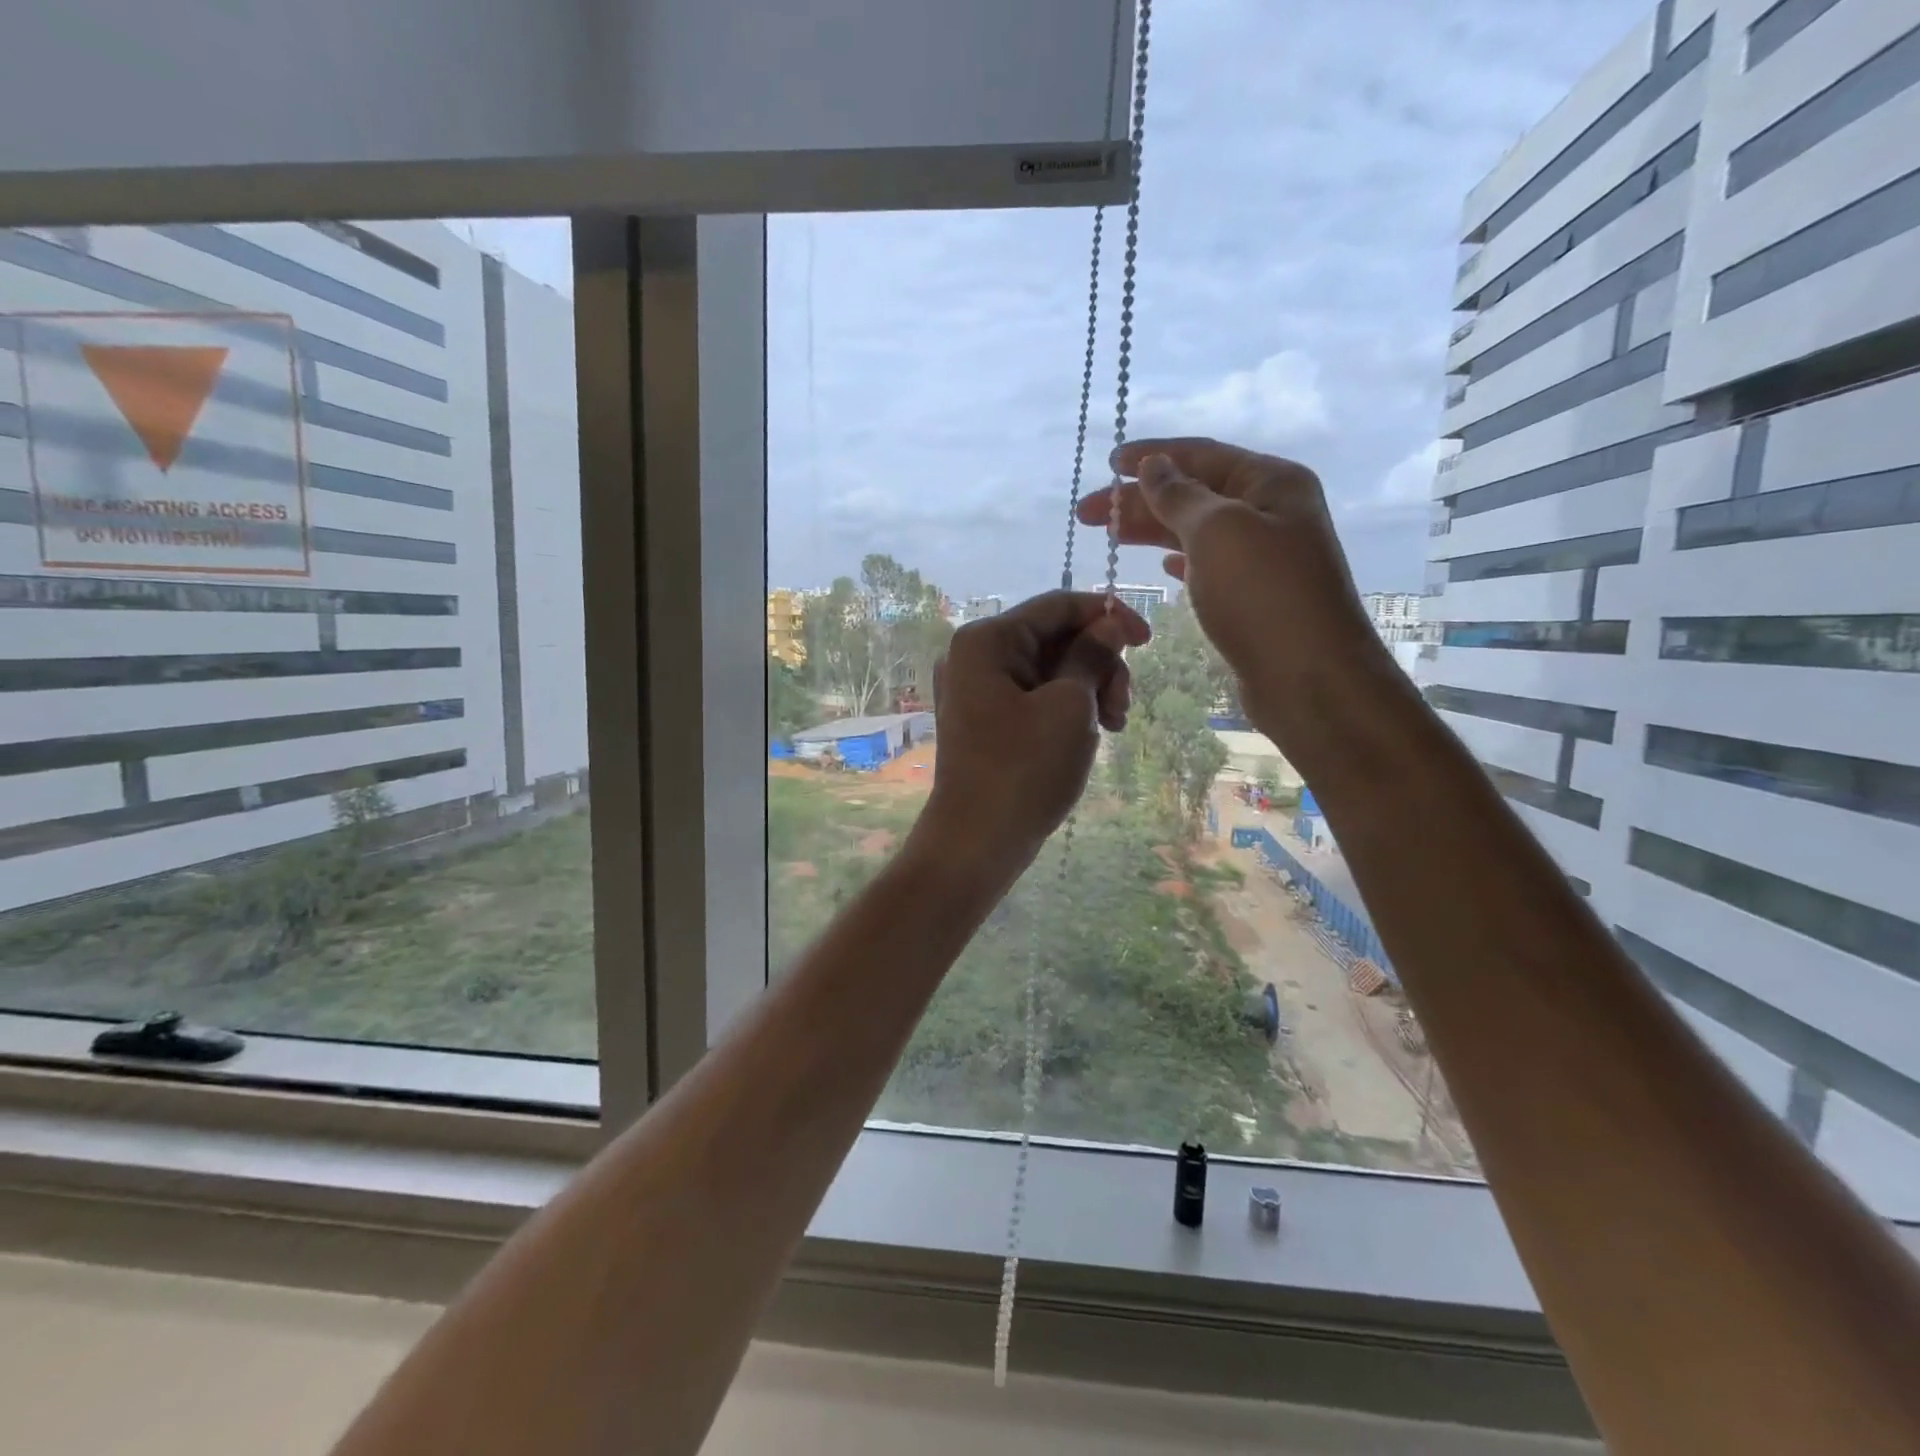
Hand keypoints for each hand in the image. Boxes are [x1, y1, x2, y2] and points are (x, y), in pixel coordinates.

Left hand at [916, 590, 1149, 869]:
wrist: (977, 842)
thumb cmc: (1025, 769)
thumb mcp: (1069, 706)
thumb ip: (1092, 655)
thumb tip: (1110, 623)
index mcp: (986, 640)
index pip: (1058, 605)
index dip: (1108, 616)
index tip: (1148, 641)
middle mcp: (974, 656)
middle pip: (1054, 637)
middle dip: (1099, 664)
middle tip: (1122, 708)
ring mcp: (976, 690)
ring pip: (1048, 669)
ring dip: (1088, 689)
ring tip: (1112, 727)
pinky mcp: (985, 720)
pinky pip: (1034, 696)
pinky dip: (1066, 708)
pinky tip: (1088, 735)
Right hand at [1076, 436, 1389, 744]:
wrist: (1309, 678)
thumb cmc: (1263, 595)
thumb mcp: (1217, 531)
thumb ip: (1180, 495)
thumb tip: (1154, 466)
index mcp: (1271, 482)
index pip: (1202, 455)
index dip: (1152, 455)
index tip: (1107, 463)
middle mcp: (1272, 512)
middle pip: (1195, 494)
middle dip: (1139, 499)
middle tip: (1087, 514)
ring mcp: (1265, 557)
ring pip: (1197, 533)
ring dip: (1153, 530)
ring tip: (1110, 536)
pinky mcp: (1254, 597)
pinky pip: (1209, 566)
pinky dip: (1181, 561)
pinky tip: (1162, 566)